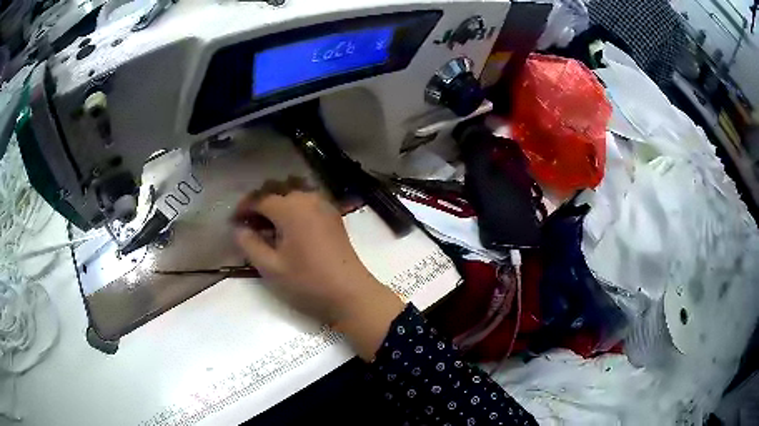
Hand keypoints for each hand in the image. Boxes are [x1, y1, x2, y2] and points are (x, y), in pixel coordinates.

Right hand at [232, 183, 403, 359]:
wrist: (350, 293)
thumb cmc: (308, 282)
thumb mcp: (270, 267)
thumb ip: (249, 244)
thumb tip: (239, 229)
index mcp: (290, 207)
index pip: (259, 199)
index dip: (243, 208)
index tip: (233, 221)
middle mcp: (307, 198)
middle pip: (276, 190)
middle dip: (259, 203)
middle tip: (248, 223)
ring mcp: (323, 204)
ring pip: (292, 192)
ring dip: (276, 202)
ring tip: (267, 225)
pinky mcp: (333, 214)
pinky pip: (306, 201)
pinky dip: (292, 207)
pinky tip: (288, 227)